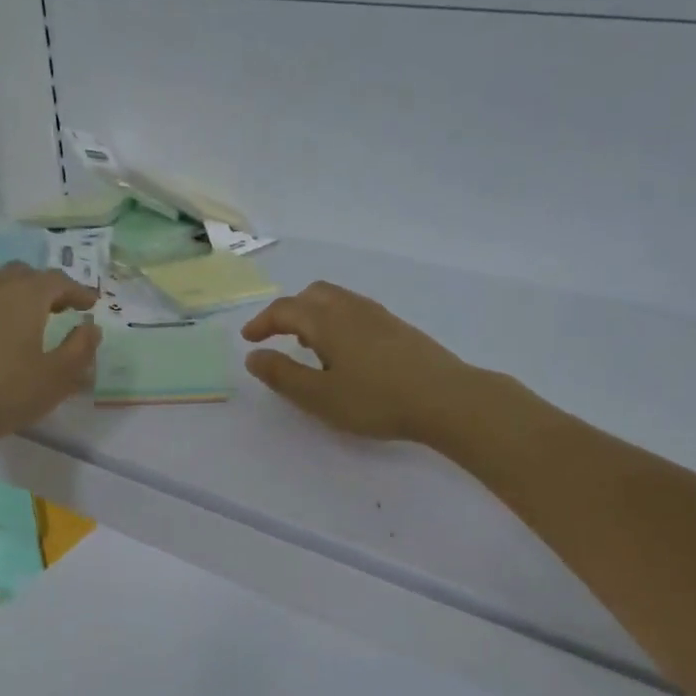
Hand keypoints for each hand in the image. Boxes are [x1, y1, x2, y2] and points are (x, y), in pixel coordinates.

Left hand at [0, 263, 99, 451]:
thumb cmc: (7, 392)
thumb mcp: (57, 376)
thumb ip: (80, 348)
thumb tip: (91, 327)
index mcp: (26, 296)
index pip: (58, 280)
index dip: (78, 290)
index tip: (91, 305)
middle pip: (25, 274)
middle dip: (48, 287)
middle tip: (62, 308)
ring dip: (19, 292)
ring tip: (30, 317)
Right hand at [240, 281, 473, 442]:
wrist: (446, 398)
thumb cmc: (376, 400)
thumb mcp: (319, 396)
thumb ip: (283, 375)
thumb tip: (254, 356)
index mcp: (327, 321)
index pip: (285, 310)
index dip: (262, 323)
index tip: (249, 339)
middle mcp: (351, 308)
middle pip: (313, 295)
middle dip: (289, 312)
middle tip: (278, 337)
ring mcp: (379, 316)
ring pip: (337, 301)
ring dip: (315, 316)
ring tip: (310, 348)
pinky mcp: (399, 328)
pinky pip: (356, 312)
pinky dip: (337, 322)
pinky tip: (346, 354)